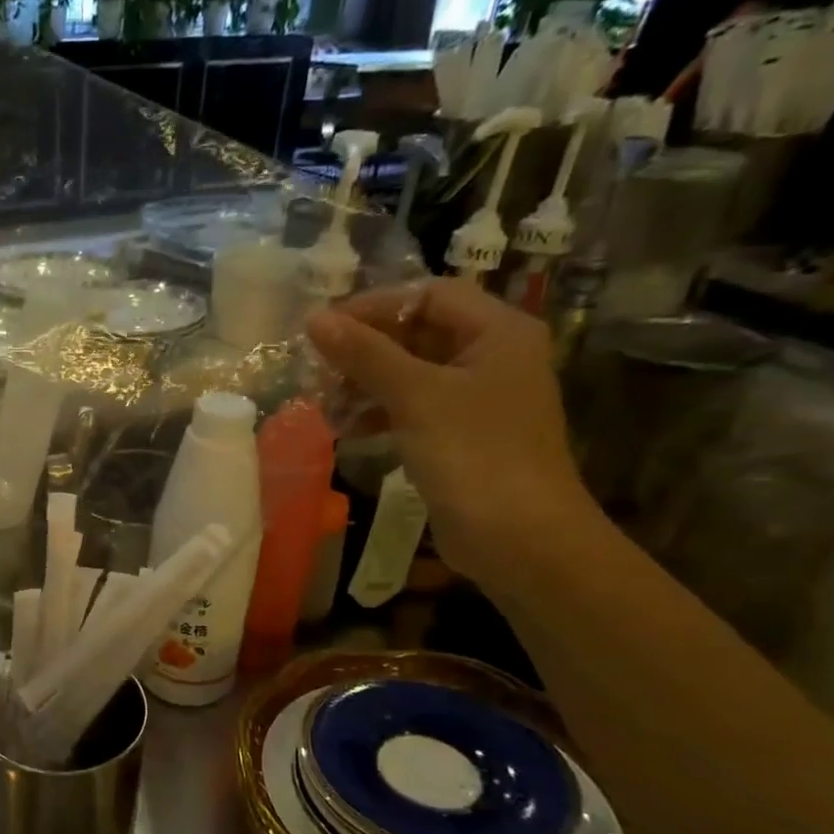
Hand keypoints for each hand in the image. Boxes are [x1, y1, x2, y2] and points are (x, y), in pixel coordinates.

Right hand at [305, 279, 592, 587]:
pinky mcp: (460, 435)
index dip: (373, 306)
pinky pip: (413, 408)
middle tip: (317, 370)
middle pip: (417, 333)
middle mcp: (492, 356)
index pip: (427, 295)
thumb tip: (314, 319)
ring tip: (325, 405)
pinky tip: (347, 429)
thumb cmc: (474, 455)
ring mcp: (477, 399)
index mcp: (498, 331)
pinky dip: (379, 413)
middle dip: (364, 350)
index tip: (322, 329)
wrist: (519, 538)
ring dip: (365, 384)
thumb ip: (364, 354)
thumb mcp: (415, 396)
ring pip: (410, 373)